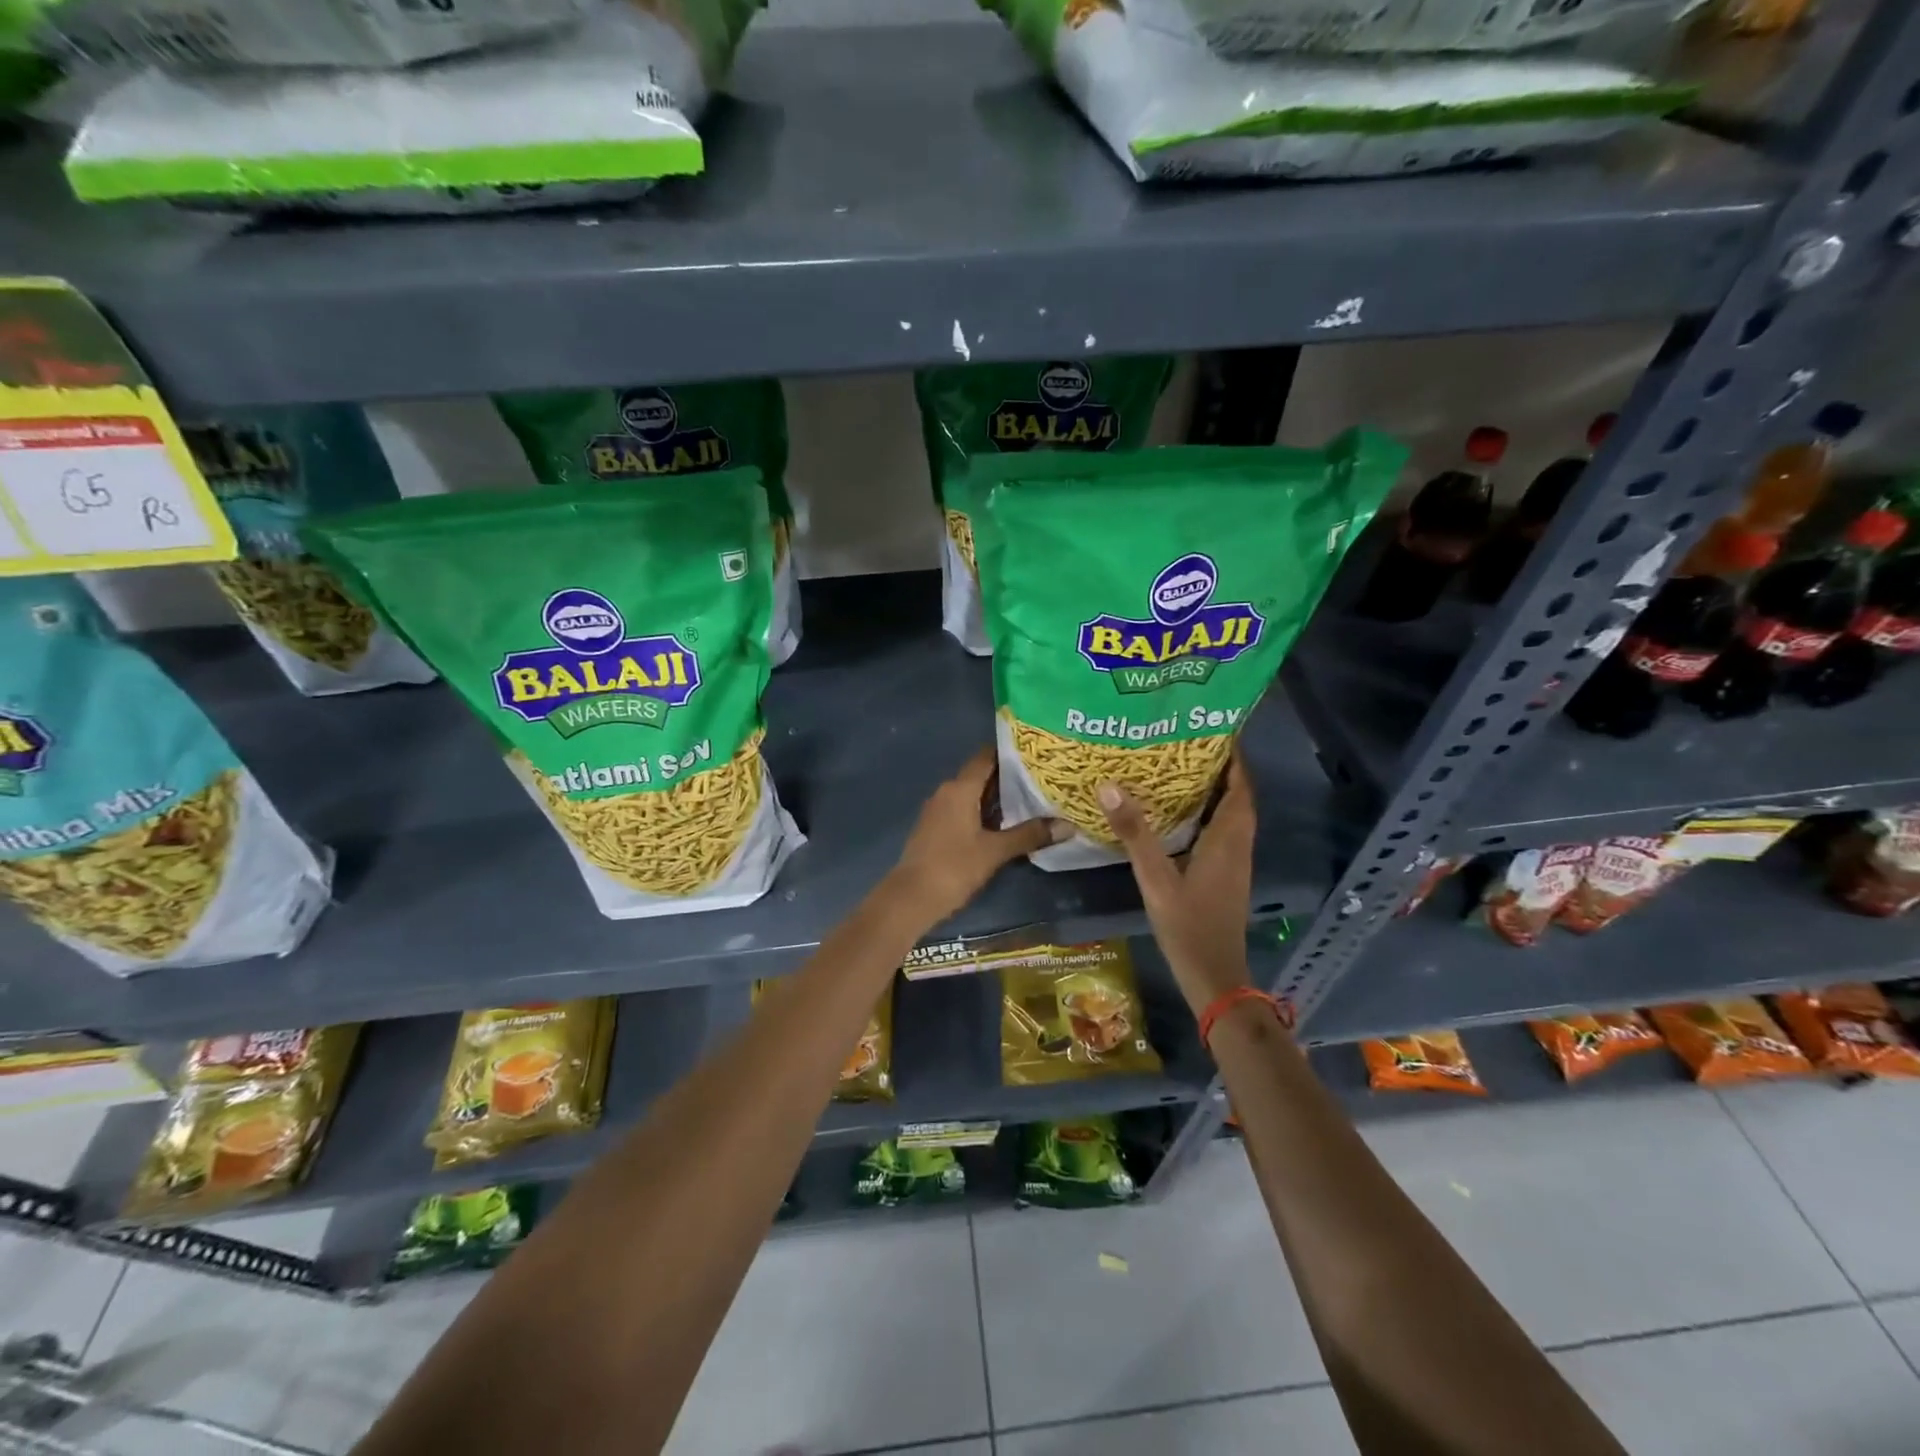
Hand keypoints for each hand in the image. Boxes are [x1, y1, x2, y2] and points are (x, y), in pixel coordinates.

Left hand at [887, 748, 1067, 927]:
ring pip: (971, 795)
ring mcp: (937, 810)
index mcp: (959, 788)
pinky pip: (962, 810)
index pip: (986, 757)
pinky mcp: (934, 828)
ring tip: (1030, 801)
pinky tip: (1003, 825)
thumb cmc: (954, 867)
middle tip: (1041, 779)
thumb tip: (1067, 825)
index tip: (1035, 754)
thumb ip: (1029, 835)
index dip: (1009, 753)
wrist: (911, 898)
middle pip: (980, 775)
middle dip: (1008, 778)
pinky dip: (983, 812)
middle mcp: (946, 792)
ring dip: (996, 798)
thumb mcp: (995, 851)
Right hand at [1099, 749, 1254, 1015]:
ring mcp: (1235, 862)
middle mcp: (1239, 845)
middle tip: (1188, 743)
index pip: (1240, 787)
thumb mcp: (1156, 878)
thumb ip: (1135, 833)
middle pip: (1238, 797)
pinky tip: (1180, 814)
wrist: (1214, 976)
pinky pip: (1223, 831)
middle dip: (1221, 768)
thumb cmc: (1188, 925)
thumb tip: (1110, 785)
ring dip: (1215, 791)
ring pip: (1231, 815)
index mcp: (1228, 840)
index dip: (1233, 758)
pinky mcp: (1226, 875)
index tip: (1214, 729)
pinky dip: (1208, 813)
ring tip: (1181, 769)